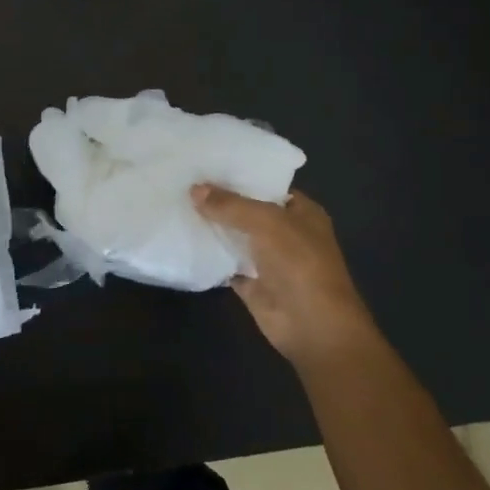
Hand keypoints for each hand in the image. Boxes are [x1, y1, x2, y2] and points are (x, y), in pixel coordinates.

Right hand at [191, 184, 380, 375]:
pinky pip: (226, 263)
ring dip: (212, 226)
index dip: (240, 176)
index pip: (267, 185)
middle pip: (247, 211)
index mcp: (301, 212)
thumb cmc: (299, 264)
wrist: (312, 326)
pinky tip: (183, 238)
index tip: (206, 164)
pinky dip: (209, 255)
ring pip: (235, 237)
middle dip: (220, 200)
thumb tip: (194, 188)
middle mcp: (286, 233)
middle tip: (183, 181)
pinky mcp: (251, 283)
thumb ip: (230, 205)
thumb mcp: (266, 222)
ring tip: (176, 204)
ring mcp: (268, 259)